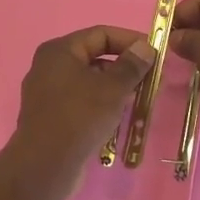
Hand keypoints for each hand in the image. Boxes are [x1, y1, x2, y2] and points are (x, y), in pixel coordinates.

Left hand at [9, 25, 155, 173]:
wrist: (45, 166)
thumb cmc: (79, 117)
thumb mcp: (112, 88)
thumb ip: (131, 66)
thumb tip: (145, 47)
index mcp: (59, 51)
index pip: (100, 34)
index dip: (130, 40)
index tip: (155, 53)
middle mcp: (49, 66)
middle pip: (94, 57)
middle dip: (124, 66)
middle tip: (151, 78)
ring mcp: (47, 93)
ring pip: (88, 81)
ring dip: (114, 87)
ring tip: (140, 98)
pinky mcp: (51, 116)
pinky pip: (81, 101)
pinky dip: (101, 103)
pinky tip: (119, 116)